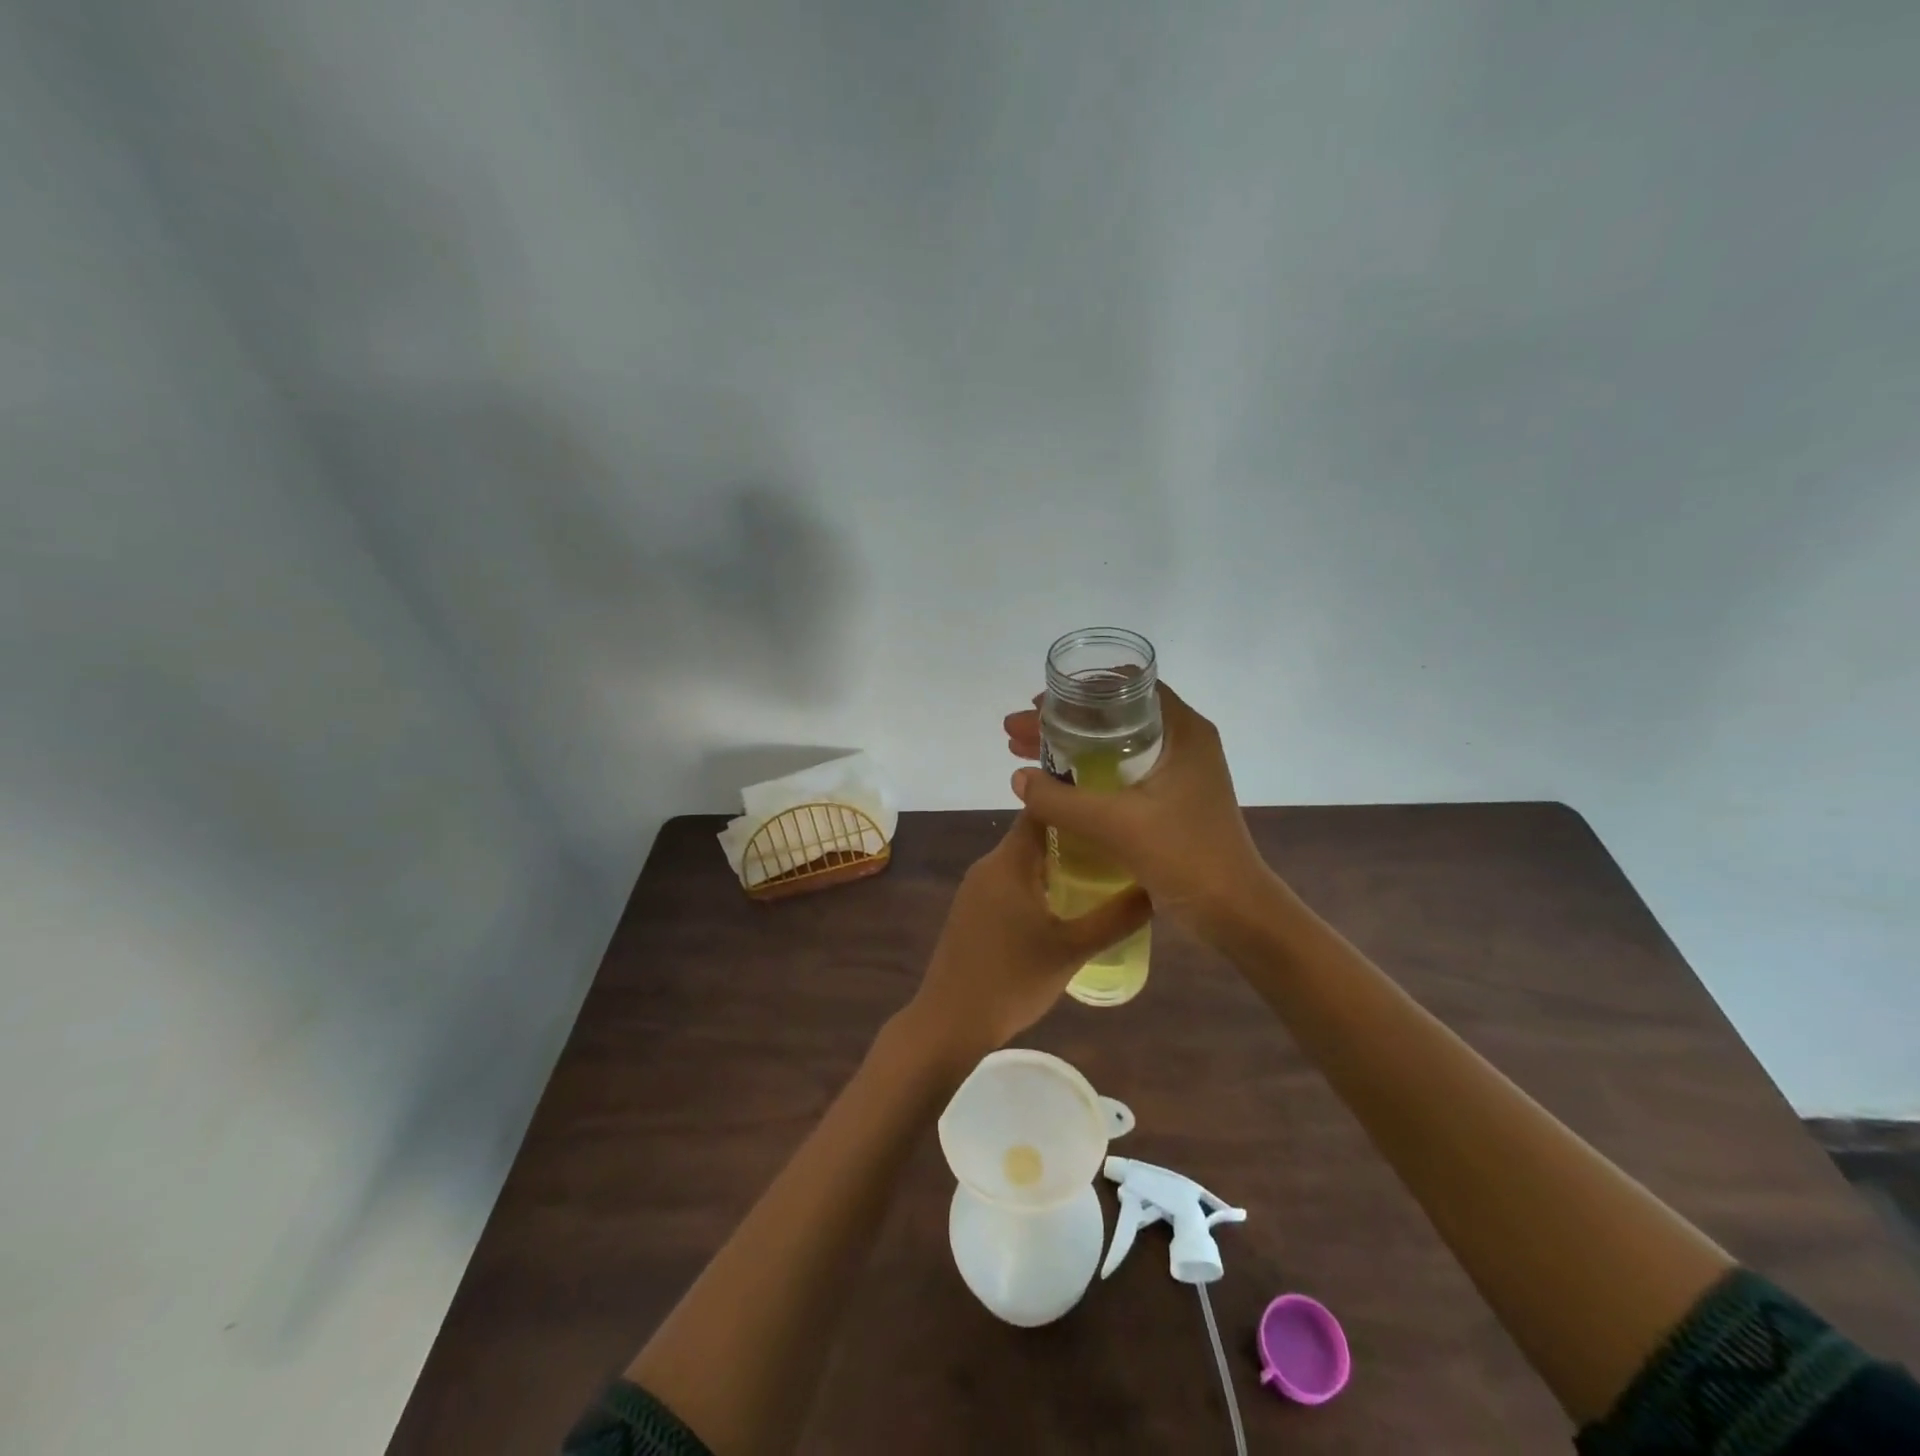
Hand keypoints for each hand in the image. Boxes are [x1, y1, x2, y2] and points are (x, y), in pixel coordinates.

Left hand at [903, 814, 1150, 1058]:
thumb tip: (1156, 887)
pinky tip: (1065, 904)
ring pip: (1023, 860)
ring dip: (1057, 861)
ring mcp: (976, 888)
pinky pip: (1010, 881)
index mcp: (1009, 861)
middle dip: (1074, 834)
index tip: (1110, 801)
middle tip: (1118, 841)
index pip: (1042, 809)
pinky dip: (1038, 882)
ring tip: (1101, 870)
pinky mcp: (972, 910)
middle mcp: (988, 865)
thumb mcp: (1073, 950)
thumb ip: (1117, 917)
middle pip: (1034, 834)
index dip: (1074, 799)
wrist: (950, 1022)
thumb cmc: (1013, 980)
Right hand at [1005, 682, 1273, 935]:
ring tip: (1021, 751)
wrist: (1234, 910)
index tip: (1041, 704)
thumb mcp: (1116, 824)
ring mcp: (1178, 772)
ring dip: (1070, 747)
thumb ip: (1061, 800)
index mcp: (1183, 731)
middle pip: (1113, 717)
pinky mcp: (1172, 799)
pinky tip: (1054, 784)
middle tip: (1018, 731)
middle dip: (1063, 721)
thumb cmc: (1185, 855)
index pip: (1127, 687)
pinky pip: (1120, 772)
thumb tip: (1018, 777)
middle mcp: (1183, 742)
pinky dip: (1086, 771)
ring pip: (1113, 745)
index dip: (1079, 691)